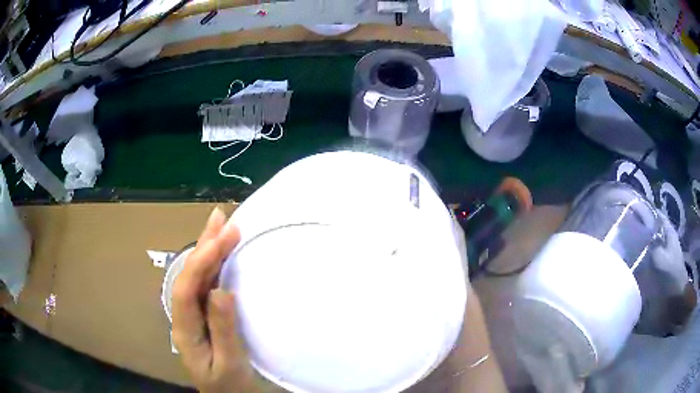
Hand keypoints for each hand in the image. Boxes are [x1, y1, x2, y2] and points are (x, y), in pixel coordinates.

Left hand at [171, 207, 255, 392]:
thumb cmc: (229, 385)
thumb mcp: (229, 364)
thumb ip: (223, 330)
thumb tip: (221, 290)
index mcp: (185, 330)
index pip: (187, 288)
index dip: (201, 261)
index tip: (223, 238)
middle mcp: (185, 317)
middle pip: (188, 276)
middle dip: (203, 246)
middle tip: (220, 218)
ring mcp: (195, 315)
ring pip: (197, 277)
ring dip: (208, 250)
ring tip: (221, 224)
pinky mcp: (206, 316)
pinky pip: (207, 285)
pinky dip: (215, 265)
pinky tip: (222, 253)